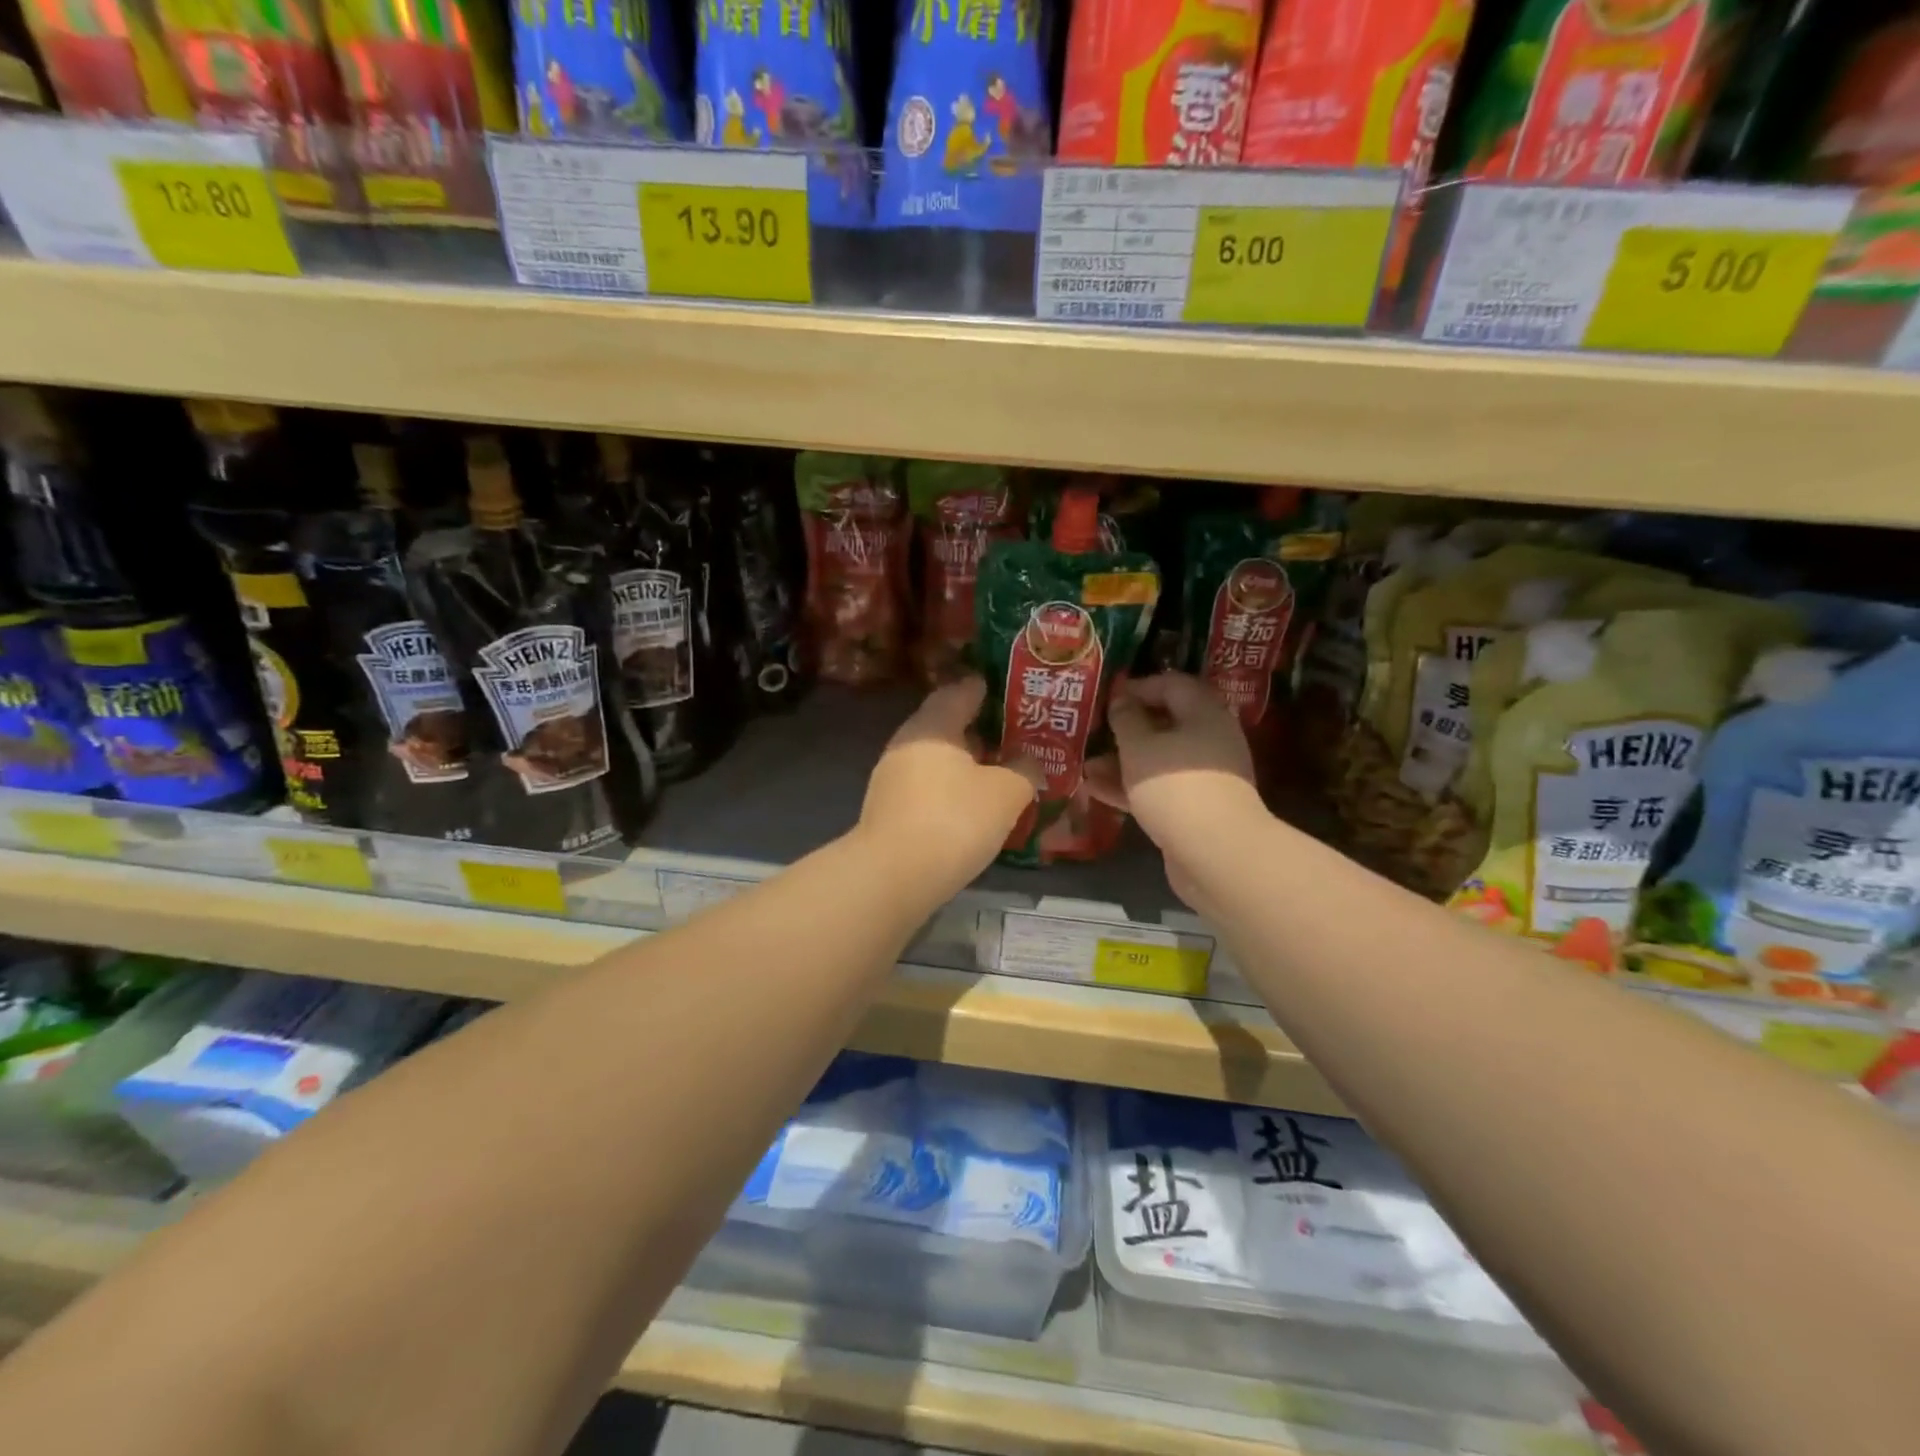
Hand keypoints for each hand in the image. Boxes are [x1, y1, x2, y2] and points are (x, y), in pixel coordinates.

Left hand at [858, 676, 1040, 895]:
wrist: (893, 876)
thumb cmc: (955, 820)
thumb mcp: (1006, 793)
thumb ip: (1024, 770)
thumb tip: (1030, 762)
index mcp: (933, 725)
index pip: (960, 691)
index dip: (985, 689)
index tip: (1008, 691)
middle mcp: (906, 743)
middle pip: (945, 726)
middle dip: (977, 729)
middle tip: (1011, 735)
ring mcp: (891, 778)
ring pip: (935, 760)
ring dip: (963, 763)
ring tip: (997, 772)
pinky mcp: (887, 811)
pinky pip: (925, 787)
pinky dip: (949, 788)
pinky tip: (969, 806)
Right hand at [1086, 673, 1266, 907]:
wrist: (1215, 853)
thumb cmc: (1175, 786)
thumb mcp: (1139, 747)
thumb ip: (1126, 719)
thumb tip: (1121, 700)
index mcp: (1204, 714)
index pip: (1172, 685)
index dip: (1138, 686)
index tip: (1107, 697)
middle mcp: (1209, 740)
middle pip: (1166, 724)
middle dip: (1127, 728)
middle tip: (1094, 731)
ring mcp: (1204, 777)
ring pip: (1159, 759)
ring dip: (1123, 761)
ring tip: (1087, 766)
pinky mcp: (1195, 808)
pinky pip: (1159, 788)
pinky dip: (1131, 786)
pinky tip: (1097, 790)